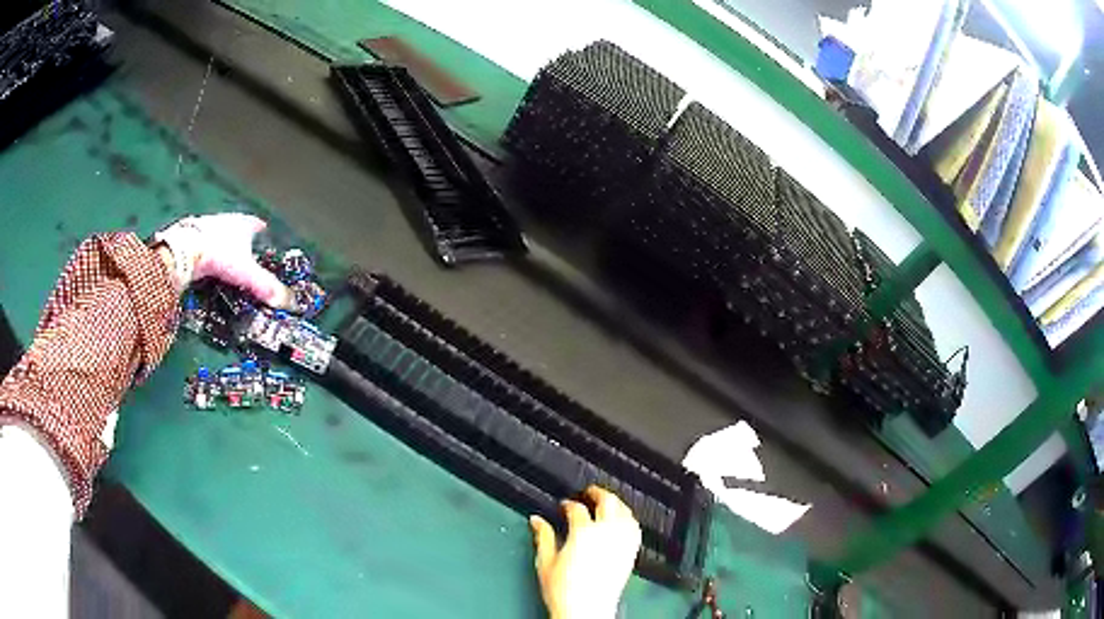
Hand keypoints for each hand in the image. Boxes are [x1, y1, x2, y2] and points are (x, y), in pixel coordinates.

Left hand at [153, 213, 292, 307]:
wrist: (185, 250)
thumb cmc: (219, 255)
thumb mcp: (245, 273)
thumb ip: (264, 286)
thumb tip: (285, 301)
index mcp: (242, 224)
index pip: (255, 224)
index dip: (260, 228)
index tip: (264, 231)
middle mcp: (225, 220)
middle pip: (236, 226)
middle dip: (240, 237)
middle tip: (244, 250)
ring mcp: (206, 226)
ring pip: (218, 233)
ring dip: (221, 243)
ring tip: (224, 259)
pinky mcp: (189, 236)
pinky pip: (202, 243)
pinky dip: (205, 252)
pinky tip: (204, 263)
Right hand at [530, 486, 641, 618]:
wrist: (586, 610)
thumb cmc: (565, 591)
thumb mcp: (546, 562)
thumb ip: (543, 537)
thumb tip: (537, 521)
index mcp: (583, 533)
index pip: (576, 508)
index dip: (568, 504)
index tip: (563, 505)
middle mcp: (606, 534)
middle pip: (608, 502)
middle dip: (598, 493)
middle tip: (589, 491)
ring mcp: (621, 543)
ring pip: (625, 511)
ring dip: (616, 503)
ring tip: (607, 501)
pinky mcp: (631, 554)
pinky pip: (635, 528)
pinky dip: (629, 519)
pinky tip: (624, 520)